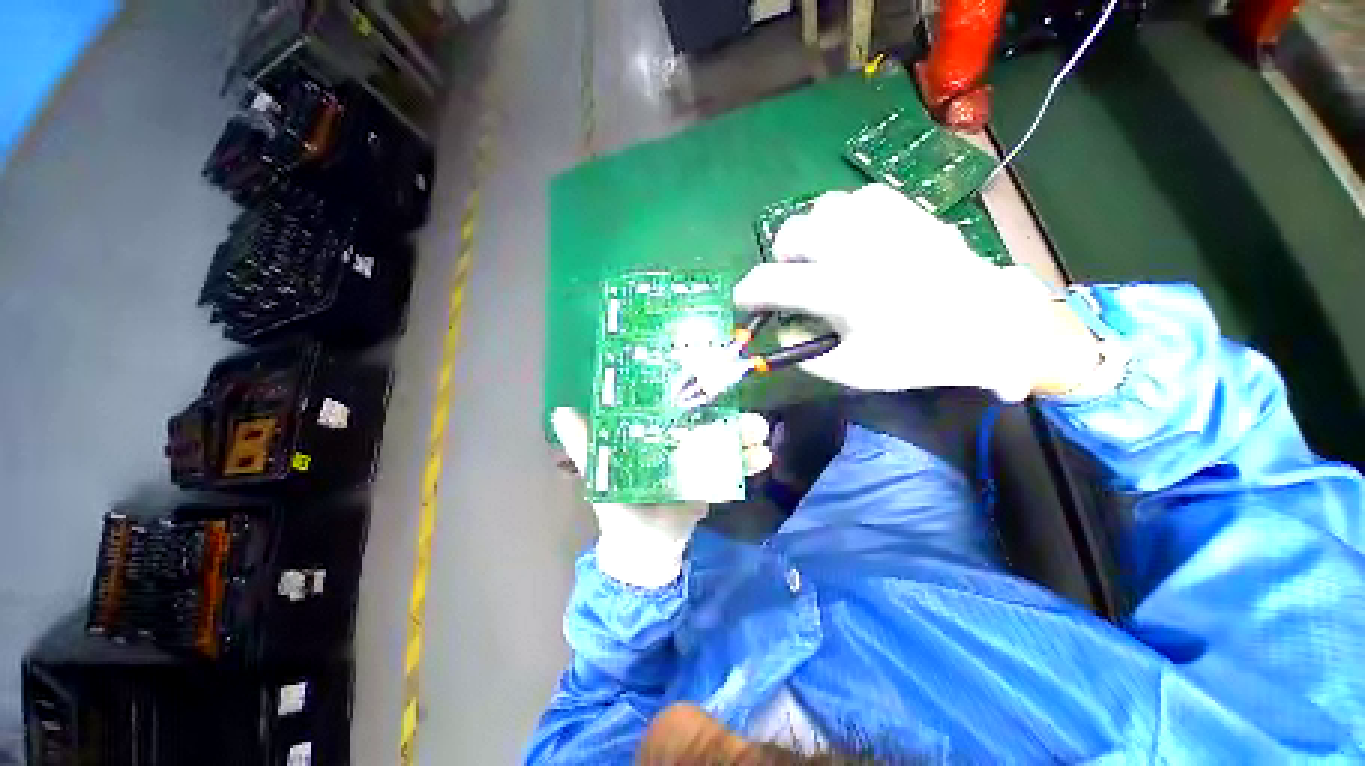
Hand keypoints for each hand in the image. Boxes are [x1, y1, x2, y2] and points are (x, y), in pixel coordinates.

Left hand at [551, 408, 772, 588]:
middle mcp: (682, 442)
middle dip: (731, 416)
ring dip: (745, 436)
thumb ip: (585, 444)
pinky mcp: (713, 483)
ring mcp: (701, 462)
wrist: (642, 546)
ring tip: (761, 432)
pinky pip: (734, 471)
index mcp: (658, 434)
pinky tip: (763, 458)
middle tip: (748, 411)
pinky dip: (748, 465)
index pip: (680, 407)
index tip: (714, 381)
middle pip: (711, 423)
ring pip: (727, 443)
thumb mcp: (601, 471)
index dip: (697, 394)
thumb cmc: (619, 505)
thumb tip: (561, 410)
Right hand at [734, 183, 1099, 401]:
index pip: (771, 283)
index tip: (744, 302)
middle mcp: (857, 247)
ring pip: (822, 209)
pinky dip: (843, 218)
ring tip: (822, 258)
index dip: (747, 293)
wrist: (988, 326)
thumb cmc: (917, 355)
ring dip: (811, 236)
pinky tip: (853, 239)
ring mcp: (884, 223)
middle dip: (781, 262)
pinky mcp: (907, 212)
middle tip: (793, 283)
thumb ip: (804, 351)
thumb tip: (779, 328)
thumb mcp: (851, 370)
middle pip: (791, 235)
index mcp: (841, 290)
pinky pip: (858, 199)